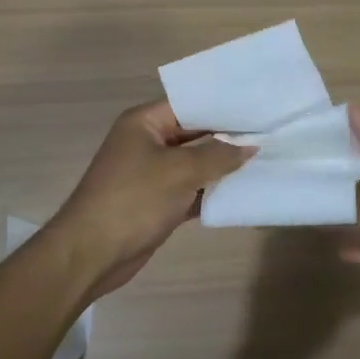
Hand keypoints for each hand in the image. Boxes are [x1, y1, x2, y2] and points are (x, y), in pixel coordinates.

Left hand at [50, 100, 252, 298]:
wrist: (91, 254)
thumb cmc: (133, 200)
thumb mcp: (180, 171)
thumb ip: (218, 155)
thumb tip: (250, 146)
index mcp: (144, 122)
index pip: (189, 104)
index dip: (223, 106)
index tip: (258, 108)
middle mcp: (147, 142)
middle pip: (194, 133)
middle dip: (227, 136)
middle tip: (268, 133)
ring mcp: (151, 173)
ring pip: (194, 163)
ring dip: (222, 166)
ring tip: (264, 158)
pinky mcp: (157, 202)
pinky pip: (190, 189)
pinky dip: (211, 191)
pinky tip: (243, 191)